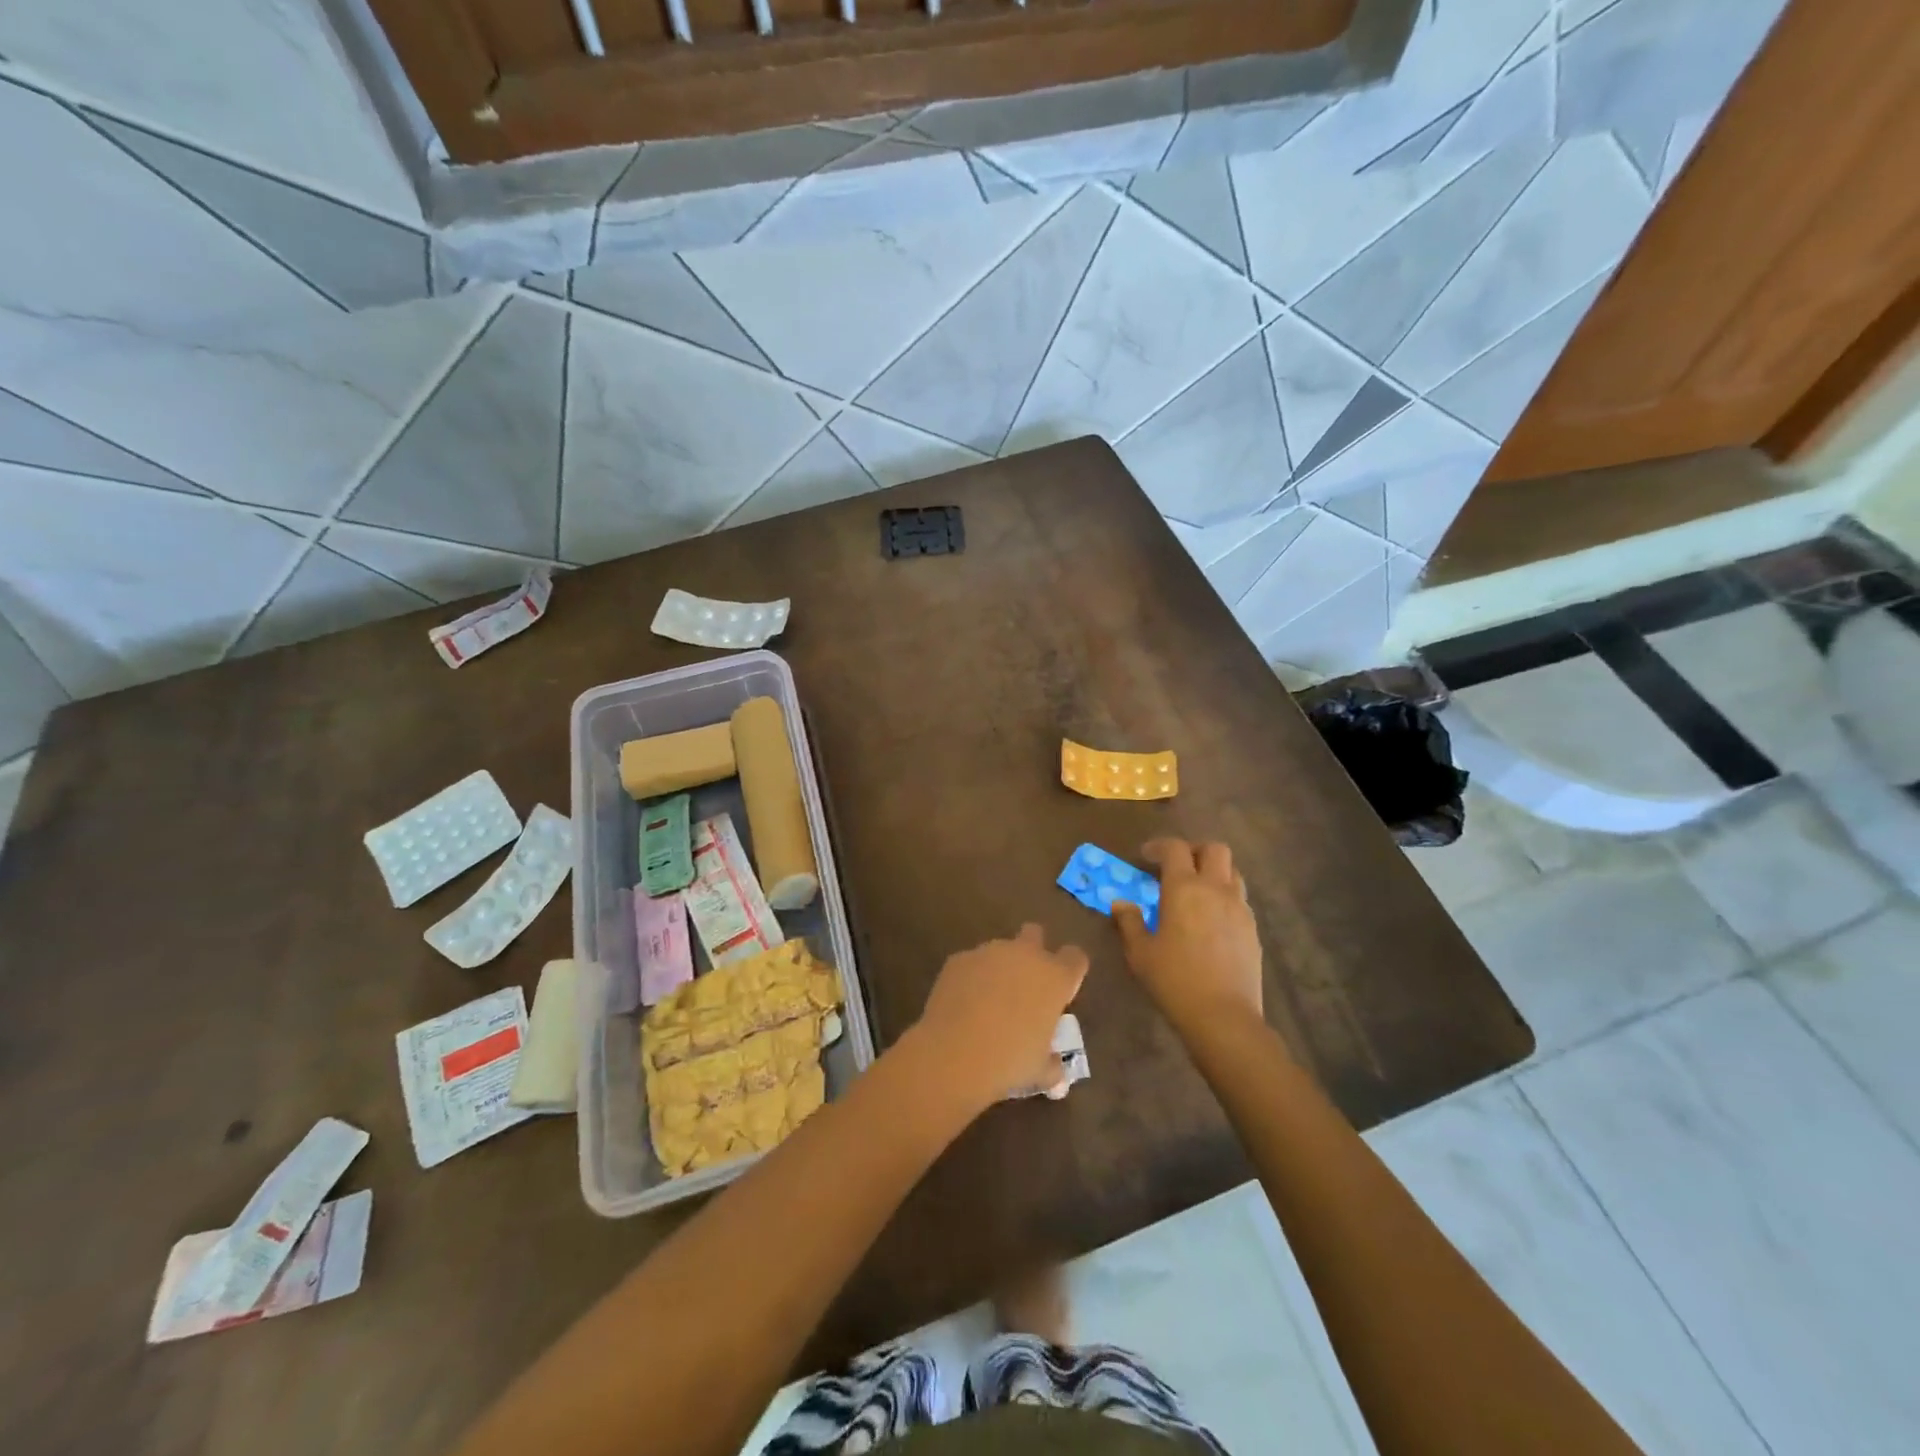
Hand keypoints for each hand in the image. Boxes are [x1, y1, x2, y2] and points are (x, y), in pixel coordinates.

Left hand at [911, 925, 1089, 1107]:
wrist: (955, 1053)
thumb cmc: (1009, 1061)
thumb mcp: (1040, 1071)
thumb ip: (1052, 1065)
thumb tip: (1056, 1071)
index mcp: (1055, 977)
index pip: (1075, 957)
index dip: (1070, 971)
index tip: (1062, 991)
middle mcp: (1025, 955)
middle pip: (1035, 933)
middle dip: (1033, 950)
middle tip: (1025, 984)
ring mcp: (989, 952)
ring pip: (1000, 949)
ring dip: (999, 968)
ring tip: (988, 1002)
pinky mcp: (959, 958)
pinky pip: (971, 963)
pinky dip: (971, 978)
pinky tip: (962, 1005)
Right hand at [1114, 839, 1262, 1032]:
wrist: (1223, 1016)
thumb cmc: (1174, 980)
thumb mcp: (1140, 952)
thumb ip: (1129, 922)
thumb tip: (1121, 903)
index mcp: (1184, 888)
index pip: (1175, 848)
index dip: (1159, 846)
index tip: (1145, 857)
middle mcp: (1216, 889)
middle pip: (1214, 849)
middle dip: (1194, 850)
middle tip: (1176, 867)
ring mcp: (1239, 908)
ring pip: (1232, 871)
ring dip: (1213, 872)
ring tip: (1196, 891)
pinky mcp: (1253, 929)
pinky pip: (1239, 899)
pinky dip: (1224, 897)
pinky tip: (1211, 920)